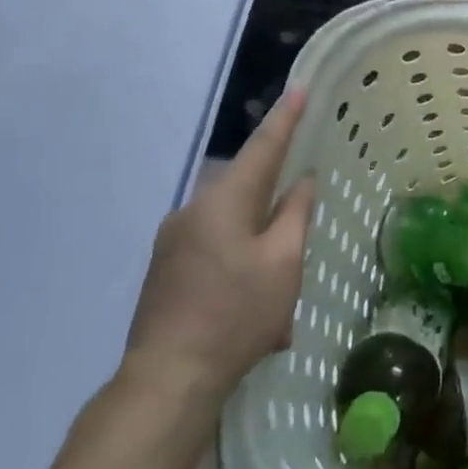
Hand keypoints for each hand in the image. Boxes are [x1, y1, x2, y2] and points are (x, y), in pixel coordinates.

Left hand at [123, 91, 315, 406]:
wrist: (168, 379)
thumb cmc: (236, 315)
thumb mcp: (283, 263)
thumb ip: (296, 214)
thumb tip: (302, 181)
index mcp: (222, 202)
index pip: (263, 149)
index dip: (286, 120)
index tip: (299, 89)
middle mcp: (192, 211)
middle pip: (246, 191)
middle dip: (276, 209)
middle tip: (300, 241)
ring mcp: (172, 242)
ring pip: (232, 228)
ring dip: (259, 248)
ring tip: (277, 297)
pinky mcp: (164, 270)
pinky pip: (213, 251)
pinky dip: (239, 267)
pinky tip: (252, 312)